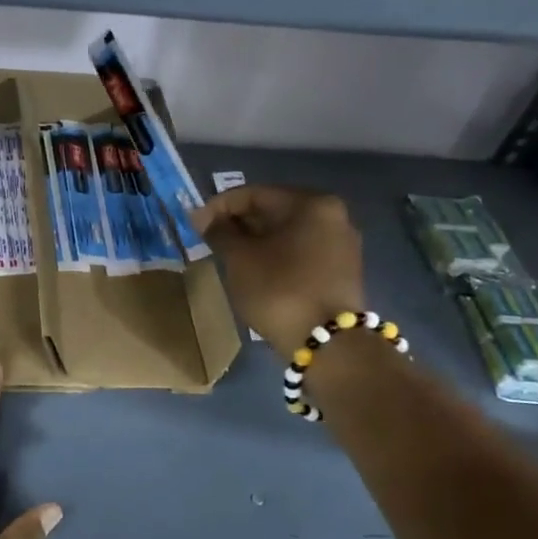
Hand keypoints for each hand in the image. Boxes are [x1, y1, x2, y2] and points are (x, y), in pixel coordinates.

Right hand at [190, 186, 365, 361]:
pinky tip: (256, 271)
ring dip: (256, 241)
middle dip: (239, 224)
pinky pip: (300, 252)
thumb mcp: (240, 259)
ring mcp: (342, 244)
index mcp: (311, 204)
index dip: (219, 206)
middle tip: (210, 240)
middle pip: (274, 211)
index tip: (195, 224)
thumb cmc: (279, 290)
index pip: (254, 194)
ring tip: (229, 257)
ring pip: (287, 233)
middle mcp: (333, 216)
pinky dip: (275, 256)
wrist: (328, 344)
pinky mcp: (342, 271)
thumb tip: (204, 218)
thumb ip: (220, 232)